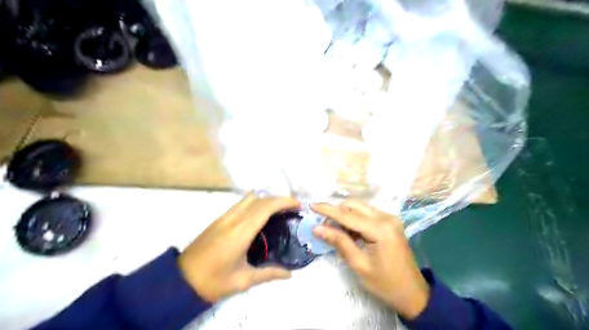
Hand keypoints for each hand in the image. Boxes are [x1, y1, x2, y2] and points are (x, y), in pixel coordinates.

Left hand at [179, 195, 299, 302]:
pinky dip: (254, 203)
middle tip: (291, 209)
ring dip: (265, 199)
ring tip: (278, 211)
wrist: (180, 280)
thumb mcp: (243, 280)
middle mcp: (233, 219)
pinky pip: (240, 204)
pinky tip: (259, 216)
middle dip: (278, 199)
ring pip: (249, 198)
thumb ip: (268, 274)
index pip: (266, 207)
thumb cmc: (213, 281)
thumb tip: (289, 274)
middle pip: (260, 199)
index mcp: (241, 231)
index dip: (283, 201)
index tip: (297, 205)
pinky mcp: (218, 219)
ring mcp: (224, 217)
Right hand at [312, 200, 427, 317]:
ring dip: (344, 215)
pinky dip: (354, 219)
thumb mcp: (359, 264)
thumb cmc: (386, 284)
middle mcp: (386, 217)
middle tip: (323, 225)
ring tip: (333, 229)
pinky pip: (367, 214)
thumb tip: (318, 228)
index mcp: (380, 229)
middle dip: (336, 211)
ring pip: (360, 208)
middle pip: (354, 205)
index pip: (348, 215)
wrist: (413, 293)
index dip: (328, 210)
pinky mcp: (390, 222)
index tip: (311, 205)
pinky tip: (347, 231)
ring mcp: (390, 218)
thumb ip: (339, 242)